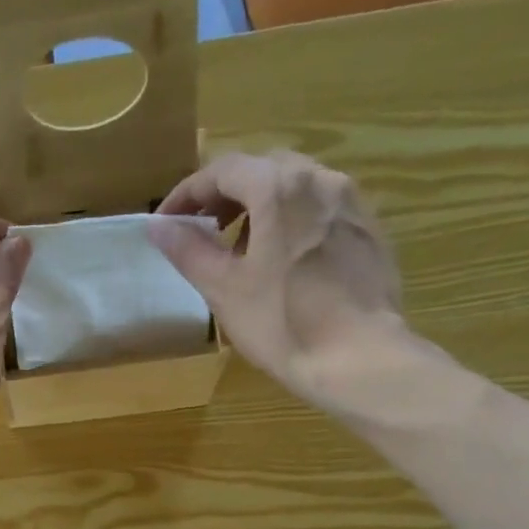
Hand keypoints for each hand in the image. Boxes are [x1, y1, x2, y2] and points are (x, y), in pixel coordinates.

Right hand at [146, 152, 413, 403]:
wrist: (359, 358)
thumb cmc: (282, 324)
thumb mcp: (224, 290)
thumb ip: (189, 251)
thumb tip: (158, 226)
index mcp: (278, 187)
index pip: (222, 170)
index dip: (187, 193)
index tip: (166, 223)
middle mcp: (320, 179)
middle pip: (262, 170)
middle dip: (226, 196)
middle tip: (203, 231)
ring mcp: (352, 202)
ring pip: (295, 188)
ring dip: (261, 209)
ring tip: (243, 253)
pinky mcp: (370, 230)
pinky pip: (321, 210)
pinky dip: (293, 223)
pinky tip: (285, 265)